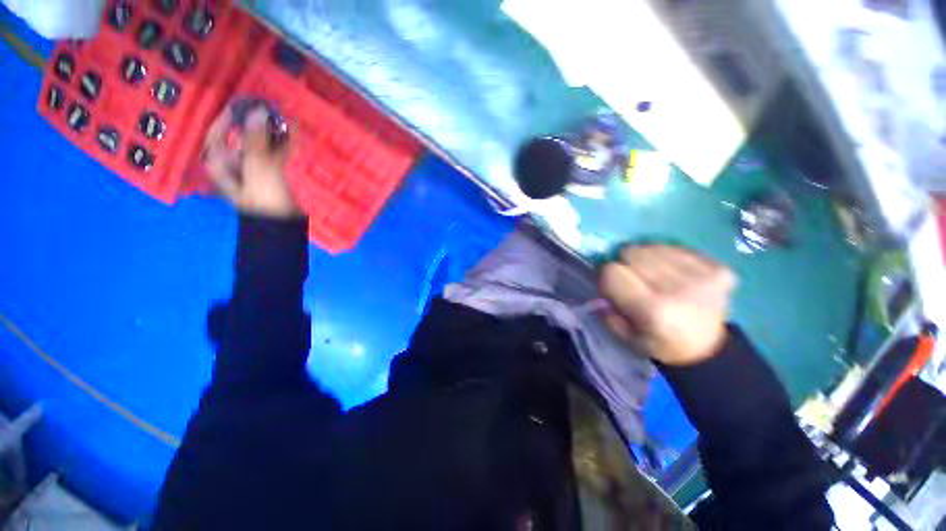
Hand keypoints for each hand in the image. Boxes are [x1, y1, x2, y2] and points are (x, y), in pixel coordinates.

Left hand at [203, 107, 299, 218]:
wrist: (284, 227)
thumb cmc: (265, 199)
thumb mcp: (259, 169)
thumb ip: (256, 141)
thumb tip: (257, 112)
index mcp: (221, 165)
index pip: (216, 135)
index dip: (226, 118)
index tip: (241, 104)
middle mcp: (234, 166)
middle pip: (240, 139)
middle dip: (254, 125)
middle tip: (269, 112)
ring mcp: (254, 172)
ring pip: (260, 147)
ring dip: (271, 135)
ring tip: (283, 121)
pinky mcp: (272, 178)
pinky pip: (275, 157)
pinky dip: (282, 146)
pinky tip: (292, 137)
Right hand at [599, 245, 735, 365]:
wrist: (708, 348)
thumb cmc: (659, 344)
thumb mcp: (625, 338)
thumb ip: (607, 314)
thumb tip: (600, 294)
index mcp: (652, 309)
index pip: (613, 271)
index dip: (608, 277)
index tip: (614, 287)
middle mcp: (677, 288)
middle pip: (632, 252)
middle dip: (626, 265)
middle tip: (634, 280)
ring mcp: (702, 275)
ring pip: (652, 246)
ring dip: (647, 260)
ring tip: (655, 277)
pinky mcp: (718, 268)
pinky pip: (676, 248)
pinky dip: (668, 258)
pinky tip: (674, 275)